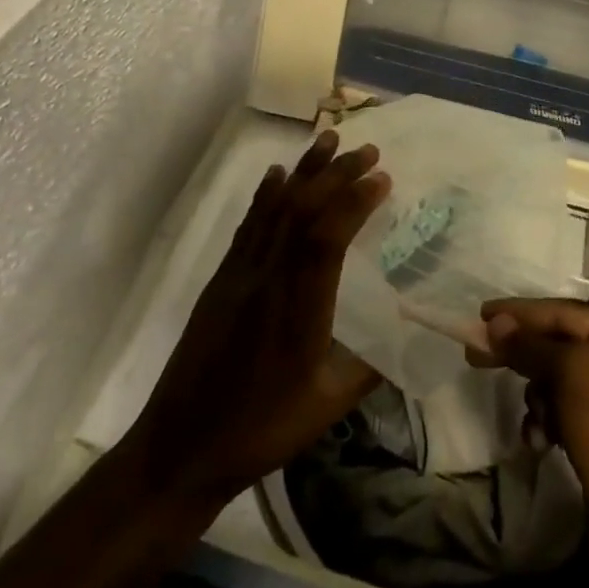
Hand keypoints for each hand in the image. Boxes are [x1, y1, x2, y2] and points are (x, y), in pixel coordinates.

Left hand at [119, 131, 390, 512]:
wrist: (179, 448)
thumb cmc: (260, 431)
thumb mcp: (325, 408)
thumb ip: (369, 369)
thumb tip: (408, 336)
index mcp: (298, 309)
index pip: (327, 239)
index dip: (355, 202)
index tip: (383, 178)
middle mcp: (268, 279)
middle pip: (303, 211)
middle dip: (337, 173)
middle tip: (369, 149)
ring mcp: (240, 275)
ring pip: (275, 208)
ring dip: (304, 170)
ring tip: (328, 139)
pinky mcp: (221, 279)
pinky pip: (248, 225)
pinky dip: (266, 194)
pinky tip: (277, 173)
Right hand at [472, 298, 588, 587]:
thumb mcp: (574, 378)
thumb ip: (532, 345)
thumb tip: (496, 323)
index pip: (563, 311)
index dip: (519, 312)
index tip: (480, 314)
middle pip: (559, 341)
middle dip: (522, 354)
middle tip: (477, 356)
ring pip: (558, 377)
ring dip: (538, 397)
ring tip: (536, 422)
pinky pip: (565, 409)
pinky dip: (548, 420)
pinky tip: (541, 442)